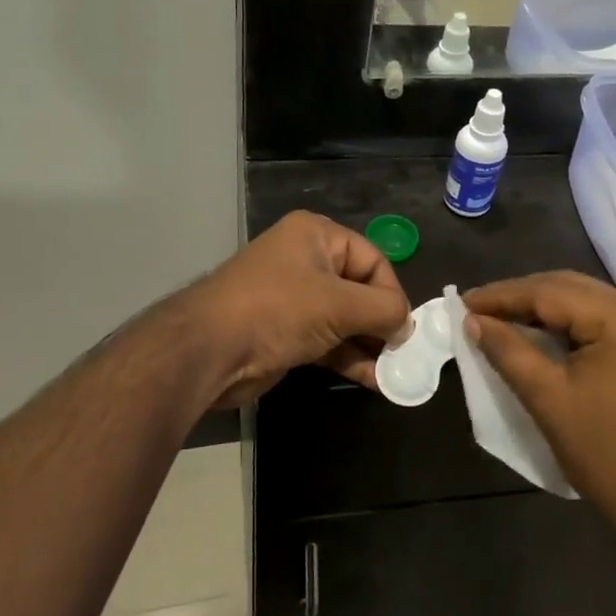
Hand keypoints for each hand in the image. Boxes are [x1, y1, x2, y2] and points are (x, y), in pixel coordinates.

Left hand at [190, 211, 410, 407]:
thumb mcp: (339, 304)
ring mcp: (294, 297)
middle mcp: (306, 260)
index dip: (392, 294)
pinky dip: (349, 357)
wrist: (209, 350)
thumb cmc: (277, 310)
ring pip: (345, 319)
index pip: (373, 260)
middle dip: (382, 322)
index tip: (405, 328)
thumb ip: (383, 310)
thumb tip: (406, 325)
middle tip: (404, 353)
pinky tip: (373, 380)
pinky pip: (328, 340)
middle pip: (360, 289)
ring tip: (395, 371)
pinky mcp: (286, 331)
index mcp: (316, 235)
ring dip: (369, 345)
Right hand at [463, 272, 615, 538]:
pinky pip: (596, 321)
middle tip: (476, 308)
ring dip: (540, 307)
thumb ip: (508, 352)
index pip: (551, 292)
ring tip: (497, 317)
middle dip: (520, 296)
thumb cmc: (607, 454)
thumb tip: (472, 321)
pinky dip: (562, 324)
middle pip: (569, 288)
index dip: (503, 295)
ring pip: (583, 302)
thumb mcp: (549, 400)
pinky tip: (534, 332)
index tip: (462, 301)